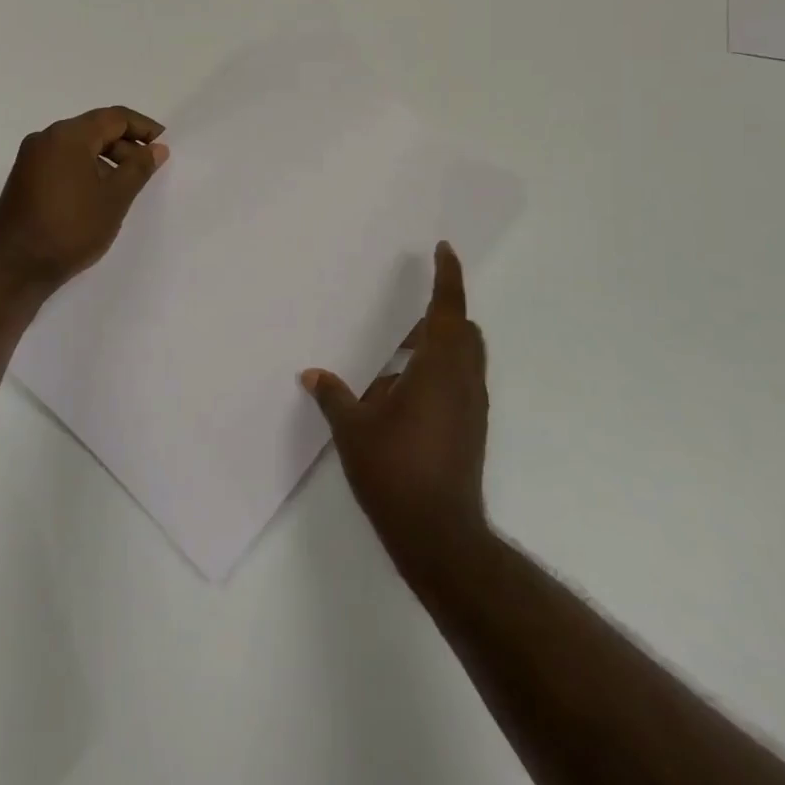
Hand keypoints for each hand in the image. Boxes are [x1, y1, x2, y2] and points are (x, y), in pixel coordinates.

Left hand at [0, 107, 168, 292]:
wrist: (15, 268)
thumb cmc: (71, 229)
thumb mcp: (114, 198)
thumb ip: (139, 168)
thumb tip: (157, 148)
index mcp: (68, 136)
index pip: (114, 117)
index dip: (143, 127)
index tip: (164, 144)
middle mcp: (45, 138)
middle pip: (94, 129)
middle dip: (125, 145)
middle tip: (148, 169)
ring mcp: (30, 158)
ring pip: (78, 147)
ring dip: (106, 159)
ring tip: (127, 186)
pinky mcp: (24, 178)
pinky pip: (62, 161)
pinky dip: (85, 169)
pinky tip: (99, 195)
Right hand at [303, 242, 489, 574]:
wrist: (439, 535)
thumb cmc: (395, 471)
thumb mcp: (353, 430)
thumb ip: (333, 395)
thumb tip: (311, 374)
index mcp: (438, 368)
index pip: (448, 309)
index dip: (448, 276)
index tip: (444, 249)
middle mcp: (462, 381)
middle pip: (463, 330)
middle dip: (442, 312)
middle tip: (410, 308)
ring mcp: (472, 407)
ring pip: (465, 358)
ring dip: (440, 345)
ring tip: (400, 354)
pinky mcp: (472, 429)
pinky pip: (460, 383)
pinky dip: (440, 372)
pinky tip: (405, 394)